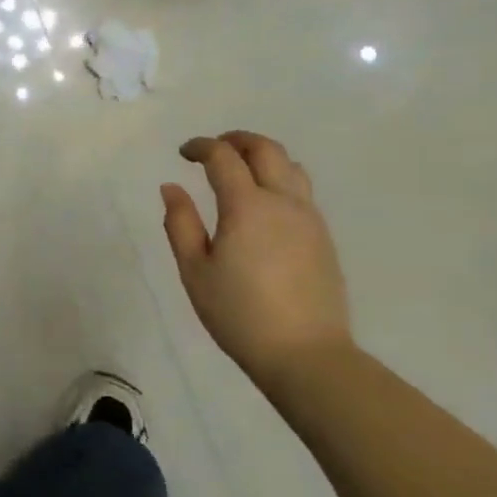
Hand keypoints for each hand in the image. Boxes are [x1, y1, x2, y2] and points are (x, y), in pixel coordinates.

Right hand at [161, 131, 351, 379]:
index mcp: (247, 206)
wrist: (307, 356)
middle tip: (213, 150)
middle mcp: (282, 201)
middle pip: (265, 149)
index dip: (201, 146)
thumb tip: (171, 187)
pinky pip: (302, 190)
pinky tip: (264, 204)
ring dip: (262, 156)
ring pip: (290, 165)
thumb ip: (180, 224)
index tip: (183, 153)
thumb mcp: (195, 272)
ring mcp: (309, 218)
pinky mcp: (324, 237)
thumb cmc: (241, 315)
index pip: (223, 156)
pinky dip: (280, 179)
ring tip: (241, 170)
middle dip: (235, 140)